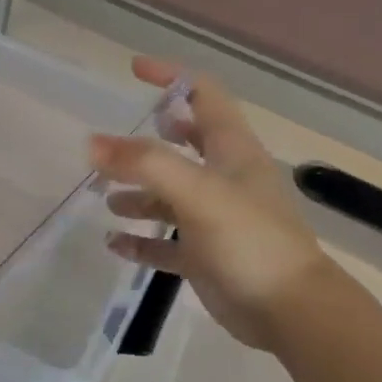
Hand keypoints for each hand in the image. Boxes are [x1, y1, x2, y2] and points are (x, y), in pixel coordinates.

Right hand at [92, 57, 330, 349]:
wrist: (290, 311)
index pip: (204, 95)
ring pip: (169, 196)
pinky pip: (165, 243)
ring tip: (104, 198)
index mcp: (232, 151)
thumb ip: (145, 163)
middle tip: (110, 146)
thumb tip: (91, 142)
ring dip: (137, 194)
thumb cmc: (250, 239)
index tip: (133, 70)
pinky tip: (113, 244)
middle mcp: (224, 178)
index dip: (171, 78)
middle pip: (184, 145)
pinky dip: (140, 240)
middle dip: (147, 142)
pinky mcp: (206, 256)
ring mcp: (215, 218)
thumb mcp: (197, 192)